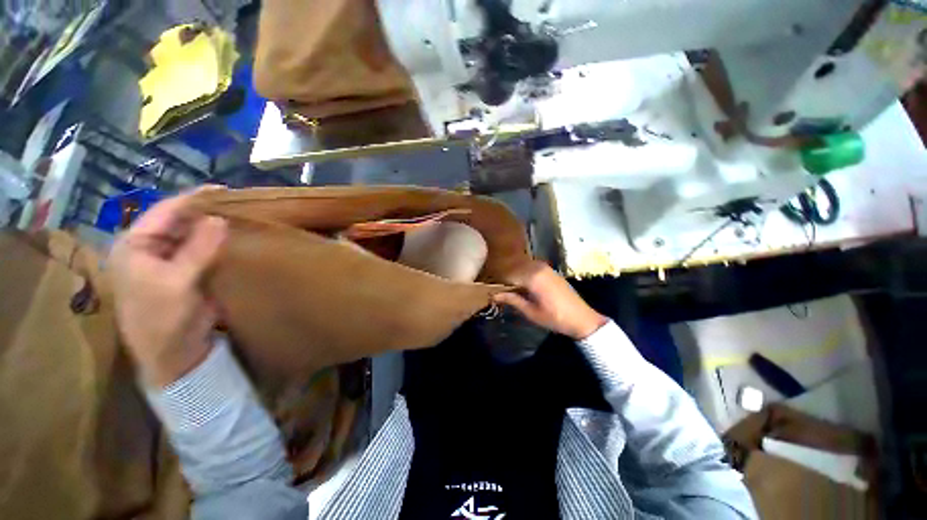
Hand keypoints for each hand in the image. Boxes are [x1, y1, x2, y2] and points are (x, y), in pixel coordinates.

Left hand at [109, 189, 226, 386]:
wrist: (174, 354)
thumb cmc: (163, 319)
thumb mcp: (177, 283)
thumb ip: (197, 250)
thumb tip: (219, 219)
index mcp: (135, 246)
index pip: (164, 212)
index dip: (193, 199)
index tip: (224, 190)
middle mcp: (150, 248)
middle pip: (178, 221)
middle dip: (205, 211)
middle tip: (238, 203)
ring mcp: (169, 261)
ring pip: (193, 234)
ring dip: (214, 226)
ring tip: (241, 216)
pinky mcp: (187, 272)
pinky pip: (203, 250)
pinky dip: (219, 242)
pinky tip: (236, 238)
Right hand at [493, 261, 607, 339]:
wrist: (582, 318)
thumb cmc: (555, 318)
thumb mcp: (530, 311)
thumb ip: (512, 300)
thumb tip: (493, 295)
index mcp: (532, 277)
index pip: (508, 274)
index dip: (497, 281)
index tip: (489, 288)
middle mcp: (538, 267)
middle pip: (515, 267)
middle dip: (505, 276)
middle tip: (497, 287)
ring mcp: (546, 267)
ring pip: (523, 266)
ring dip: (514, 274)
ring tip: (507, 286)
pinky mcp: (551, 270)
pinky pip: (532, 267)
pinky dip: (524, 273)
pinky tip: (522, 283)